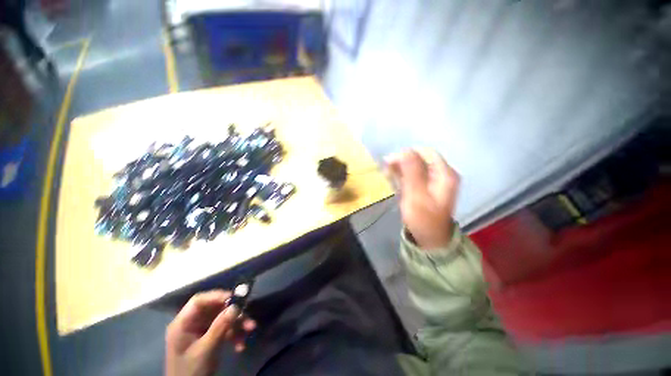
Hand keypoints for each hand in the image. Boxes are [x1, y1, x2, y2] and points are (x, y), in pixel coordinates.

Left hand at [165, 290, 255, 375]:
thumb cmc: (191, 370)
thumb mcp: (206, 349)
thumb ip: (220, 326)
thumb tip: (236, 306)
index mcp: (183, 323)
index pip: (199, 301)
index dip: (217, 296)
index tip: (236, 298)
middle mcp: (192, 323)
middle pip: (215, 309)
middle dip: (233, 313)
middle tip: (247, 316)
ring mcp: (200, 330)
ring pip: (222, 318)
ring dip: (237, 324)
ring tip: (250, 330)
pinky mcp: (209, 337)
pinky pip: (224, 329)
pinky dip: (234, 334)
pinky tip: (240, 345)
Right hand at [386, 149, 459, 249]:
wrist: (429, 237)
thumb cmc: (423, 219)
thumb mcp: (416, 196)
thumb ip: (412, 172)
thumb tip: (405, 150)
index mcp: (445, 174)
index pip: (425, 153)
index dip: (407, 155)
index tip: (390, 162)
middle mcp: (442, 173)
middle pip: (420, 158)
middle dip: (402, 162)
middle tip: (387, 170)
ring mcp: (435, 179)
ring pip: (415, 165)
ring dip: (401, 168)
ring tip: (388, 175)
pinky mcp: (427, 185)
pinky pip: (414, 173)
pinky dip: (403, 174)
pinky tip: (394, 179)